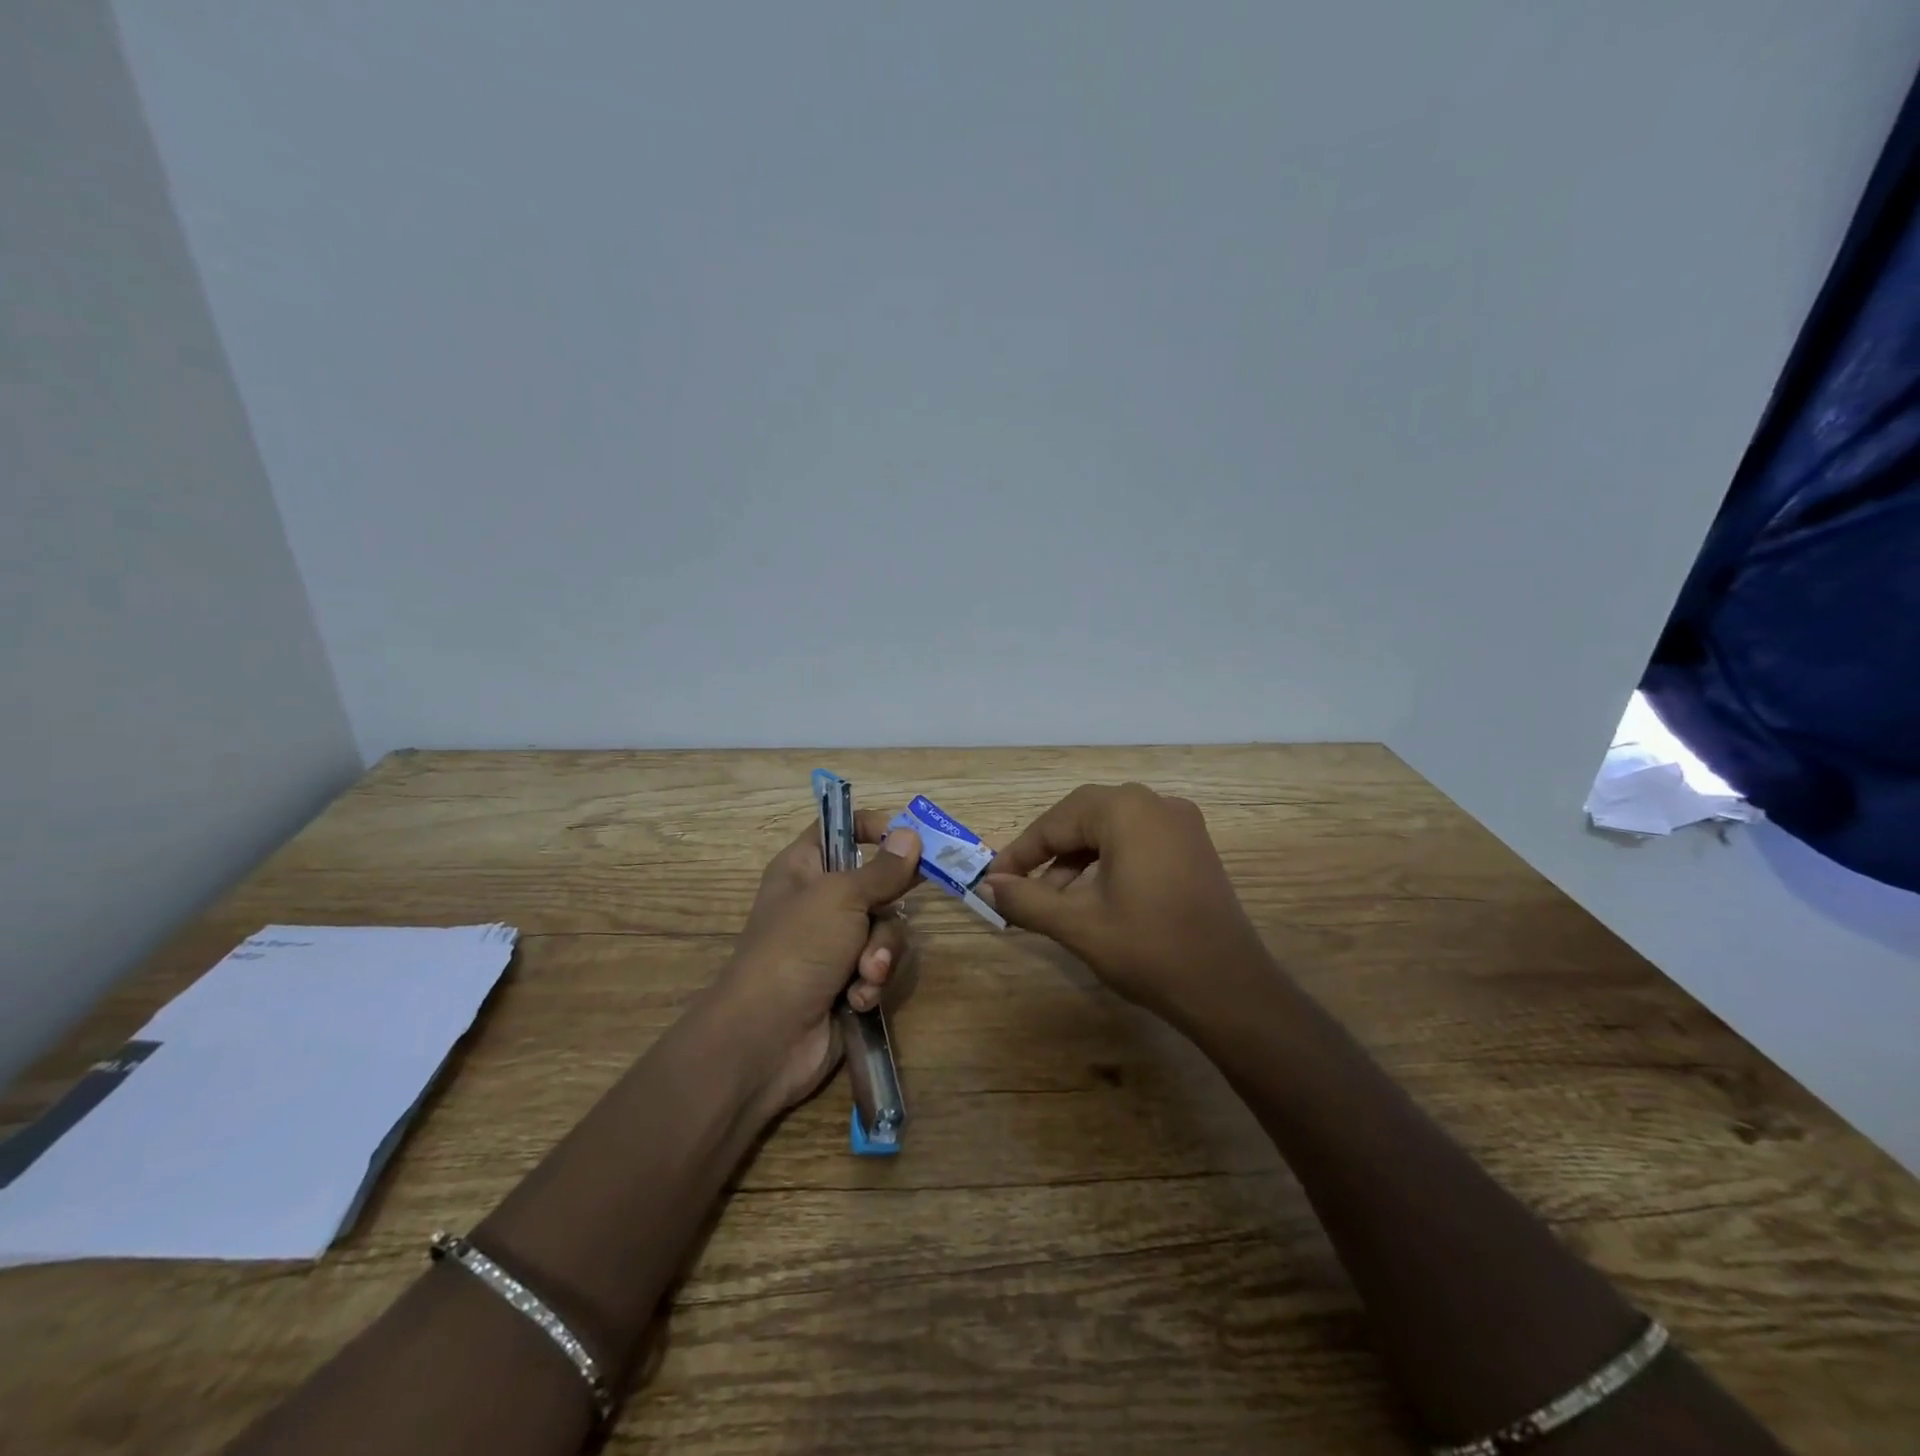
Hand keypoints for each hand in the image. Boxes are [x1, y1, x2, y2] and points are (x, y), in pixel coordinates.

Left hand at [713, 814, 921, 1113]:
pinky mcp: (848, 981)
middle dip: (887, 907)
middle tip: (892, 910)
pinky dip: (872, 982)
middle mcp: (820, 901)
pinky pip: (879, 966)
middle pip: (876, 883)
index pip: (839, 827)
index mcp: (805, 867)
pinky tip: (857, 998)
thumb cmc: (797, 948)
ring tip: (864, 973)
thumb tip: (911, 834)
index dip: (871, 827)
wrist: (766, 1037)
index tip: (906, 838)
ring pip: (884, 929)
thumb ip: (883, 869)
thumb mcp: (842, 897)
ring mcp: (834, 944)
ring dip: (880, 953)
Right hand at [982, 783, 1270, 1023]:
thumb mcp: (1078, 924)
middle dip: (1048, 853)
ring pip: (1110, 830)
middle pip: (1083, 818)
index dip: (1021, 852)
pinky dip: (1107, 863)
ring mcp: (1181, 824)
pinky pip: (1137, 842)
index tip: (993, 881)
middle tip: (1021, 888)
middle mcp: (1156, 803)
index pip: (1056, 821)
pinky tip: (1093, 898)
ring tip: (1053, 902)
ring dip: (1077, 861)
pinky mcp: (1194, 848)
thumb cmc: (1149, 950)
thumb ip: (1026, 899)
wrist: (1230, 990)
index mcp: (1126, 810)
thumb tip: (987, 886)